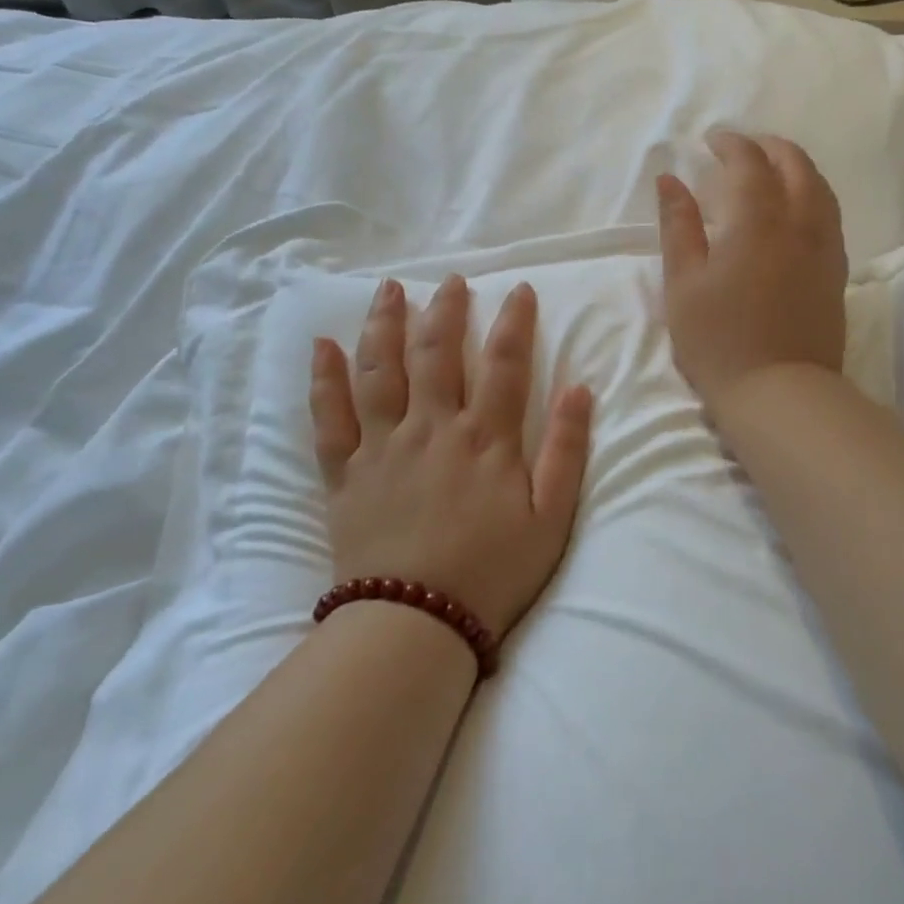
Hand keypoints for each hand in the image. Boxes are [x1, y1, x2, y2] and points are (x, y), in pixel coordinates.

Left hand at [308, 276, 592, 636]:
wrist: (416, 622)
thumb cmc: (493, 571)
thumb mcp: (551, 517)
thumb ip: (567, 450)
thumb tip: (580, 389)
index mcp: (486, 438)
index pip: (505, 362)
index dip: (515, 321)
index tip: (521, 289)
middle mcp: (433, 428)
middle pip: (438, 352)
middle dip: (447, 309)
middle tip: (452, 280)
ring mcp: (383, 446)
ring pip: (381, 370)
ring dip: (385, 324)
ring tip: (389, 290)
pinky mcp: (346, 472)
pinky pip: (329, 417)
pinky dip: (324, 379)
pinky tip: (322, 346)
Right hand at [657, 131, 847, 415]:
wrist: (778, 393)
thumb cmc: (719, 341)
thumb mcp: (683, 284)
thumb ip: (678, 226)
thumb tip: (670, 179)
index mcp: (758, 222)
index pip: (750, 163)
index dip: (732, 144)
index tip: (712, 140)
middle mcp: (800, 224)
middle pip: (795, 165)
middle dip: (769, 147)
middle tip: (743, 148)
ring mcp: (825, 248)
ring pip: (820, 188)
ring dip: (797, 167)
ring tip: (774, 169)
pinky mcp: (836, 273)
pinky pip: (830, 215)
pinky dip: (813, 195)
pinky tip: (797, 209)